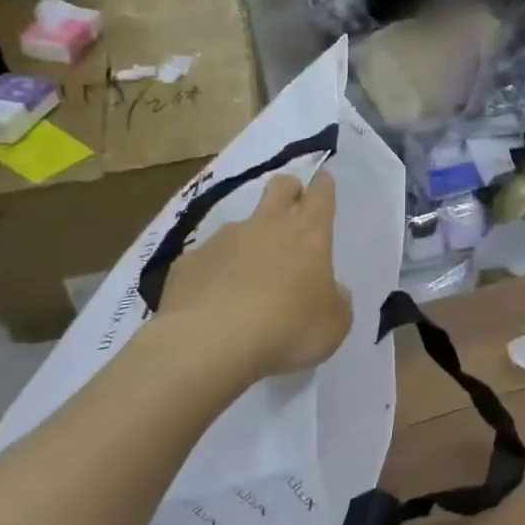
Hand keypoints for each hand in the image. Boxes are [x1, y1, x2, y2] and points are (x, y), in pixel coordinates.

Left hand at [142, 171, 350, 395]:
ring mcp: (222, 240)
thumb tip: (332, 292)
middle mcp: (266, 226)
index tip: (323, 181)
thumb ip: (336, 301)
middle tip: (292, 208)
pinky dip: (213, 273)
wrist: (210, 343)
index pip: (321, 193)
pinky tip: (212, 301)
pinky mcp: (188, 263)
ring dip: (248, 241)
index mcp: (309, 234)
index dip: (323, 185)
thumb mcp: (334, 324)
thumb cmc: (288, 328)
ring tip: (247, 278)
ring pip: (240, 226)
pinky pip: (205, 260)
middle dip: (289, 190)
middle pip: (280, 187)